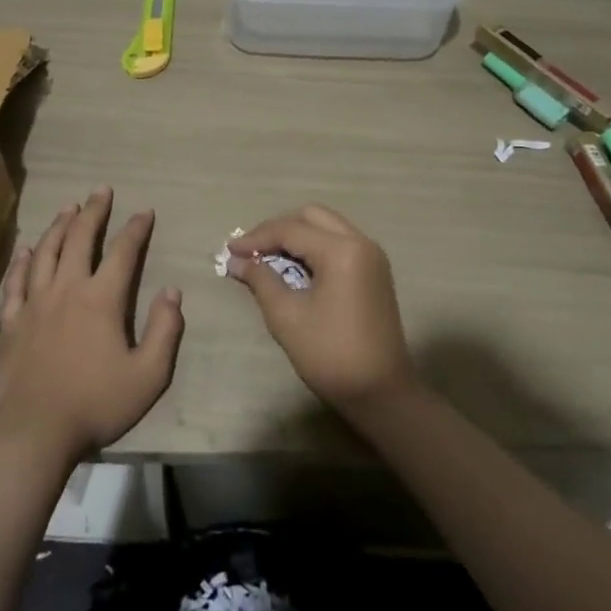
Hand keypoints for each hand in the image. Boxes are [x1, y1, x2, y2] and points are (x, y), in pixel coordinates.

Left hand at [0, 187, 183, 464]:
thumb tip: (172, 291)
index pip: (123, 252)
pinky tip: (28, 249)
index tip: (145, 212)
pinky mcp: (13, 321)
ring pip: (47, 251)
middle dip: (94, 211)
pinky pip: (16, 280)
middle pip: (80, 238)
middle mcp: (67, 289)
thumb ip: (165, 330)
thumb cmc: (96, 404)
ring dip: (60, 226)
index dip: (136, 229)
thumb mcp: (149, 375)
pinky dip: (24, 260)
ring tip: (69, 208)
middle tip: (101, 190)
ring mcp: (35, 303)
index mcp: (101, 299)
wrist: (34, 432)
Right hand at [226, 204, 415, 416]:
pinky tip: (294, 266)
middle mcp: (361, 242)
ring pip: (327, 226)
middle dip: (278, 229)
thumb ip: (260, 280)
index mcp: (342, 251)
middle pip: (312, 217)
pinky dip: (314, 247)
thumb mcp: (287, 317)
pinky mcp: (375, 271)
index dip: (256, 238)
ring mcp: (372, 256)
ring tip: (267, 257)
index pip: (291, 230)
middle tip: (251, 250)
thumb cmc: (330, 355)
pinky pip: (339, 243)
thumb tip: (236, 260)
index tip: (229, 249)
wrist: (381, 394)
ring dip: (296, 236)